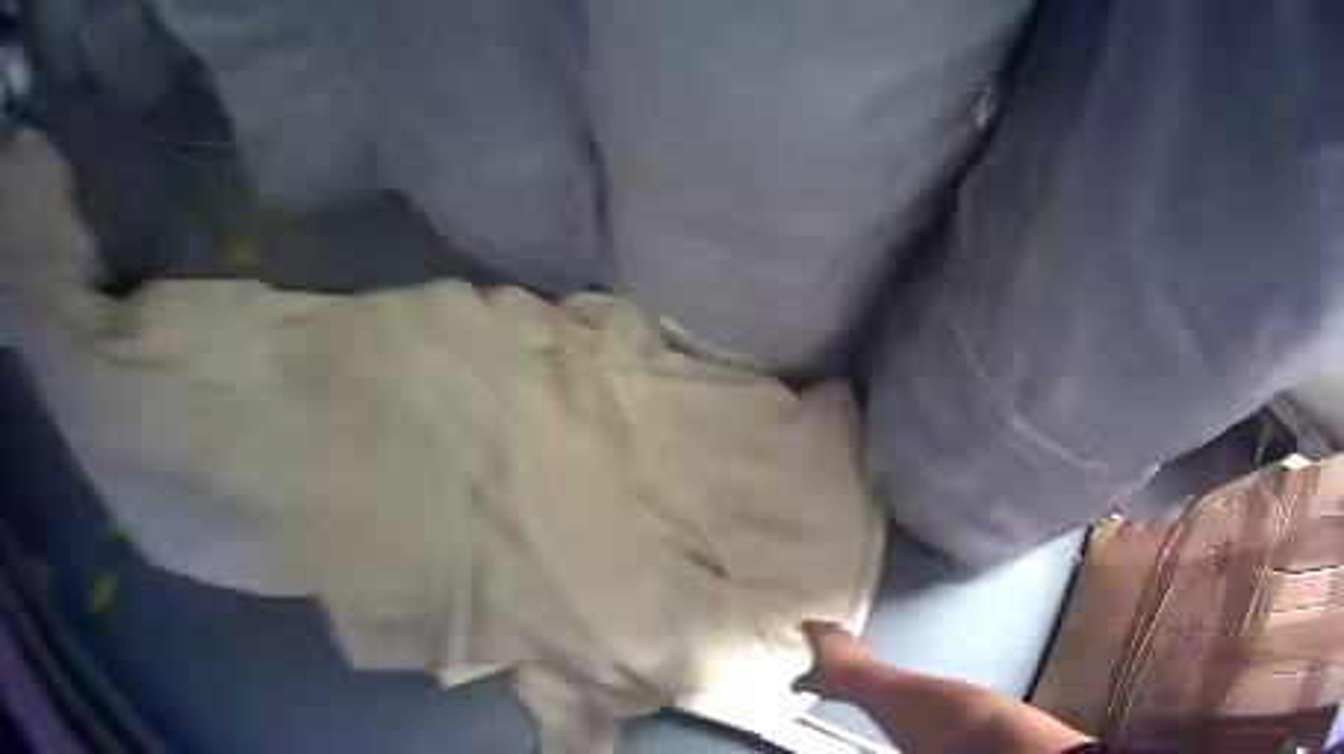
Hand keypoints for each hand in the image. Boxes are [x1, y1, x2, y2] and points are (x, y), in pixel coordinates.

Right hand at [791, 620, 874, 700]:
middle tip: (817, 631)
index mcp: (821, 638)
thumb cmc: (834, 679)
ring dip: (837, 637)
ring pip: (843, 633)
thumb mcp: (811, 684)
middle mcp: (837, 635)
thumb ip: (801, 683)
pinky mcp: (865, 649)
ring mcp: (853, 640)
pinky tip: (845, 657)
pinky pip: (853, 644)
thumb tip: (794, 685)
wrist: (865, 681)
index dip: (806, 626)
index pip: (811, 626)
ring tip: (831, 644)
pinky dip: (848, 648)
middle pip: (829, 625)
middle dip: (823, 627)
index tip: (803, 627)